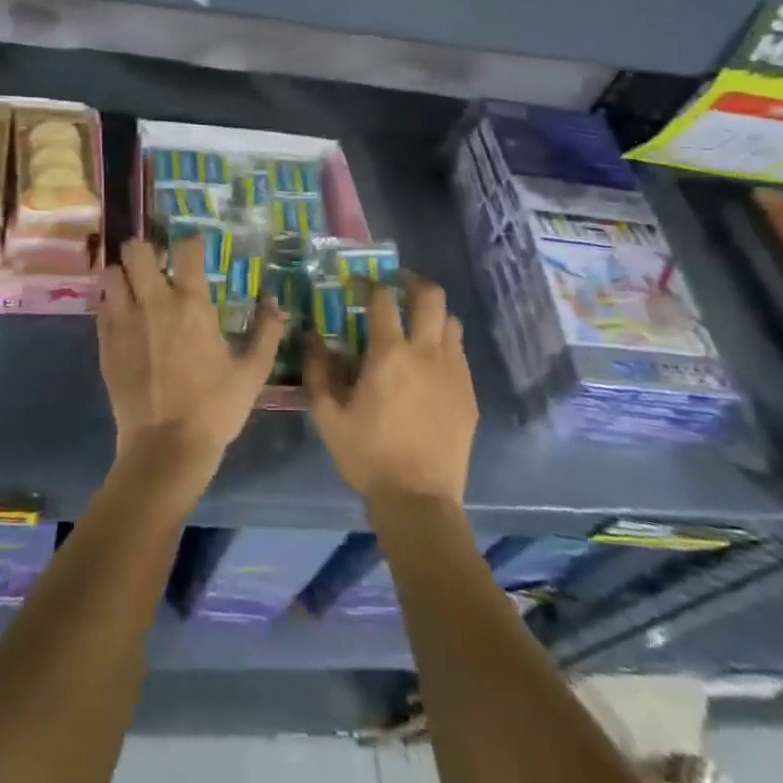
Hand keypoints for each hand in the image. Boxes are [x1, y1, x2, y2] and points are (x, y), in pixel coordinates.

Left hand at [97, 236, 285, 501]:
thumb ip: (267, 332)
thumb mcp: (253, 372)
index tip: (196, 246)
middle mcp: (153, 303)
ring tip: (135, 285)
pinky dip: (111, 302)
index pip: (187, 250)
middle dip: (145, 249)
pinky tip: (124, 315)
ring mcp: (124, 322)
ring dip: (122, 273)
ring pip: (111, 274)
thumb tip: (275, 302)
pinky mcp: (105, 343)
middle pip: (136, 250)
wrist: (165, 449)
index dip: (192, 241)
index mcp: (191, 305)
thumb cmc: (215, 408)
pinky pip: (101, 306)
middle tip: (157, 263)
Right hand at [304, 274, 475, 505]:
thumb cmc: (367, 457)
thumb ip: (318, 371)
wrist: (419, 500)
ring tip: (415, 322)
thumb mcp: (327, 416)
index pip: (382, 299)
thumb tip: (313, 337)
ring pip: (450, 321)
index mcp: (389, 355)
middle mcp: (426, 353)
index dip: (370, 284)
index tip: (359, 283)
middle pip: (430, 296)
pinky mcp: (468, 392)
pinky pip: (459, 352)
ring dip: (432, 313)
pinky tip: (429, 362)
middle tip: (397, 285)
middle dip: (413, 282)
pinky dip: (443, 343)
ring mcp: (453, 372)